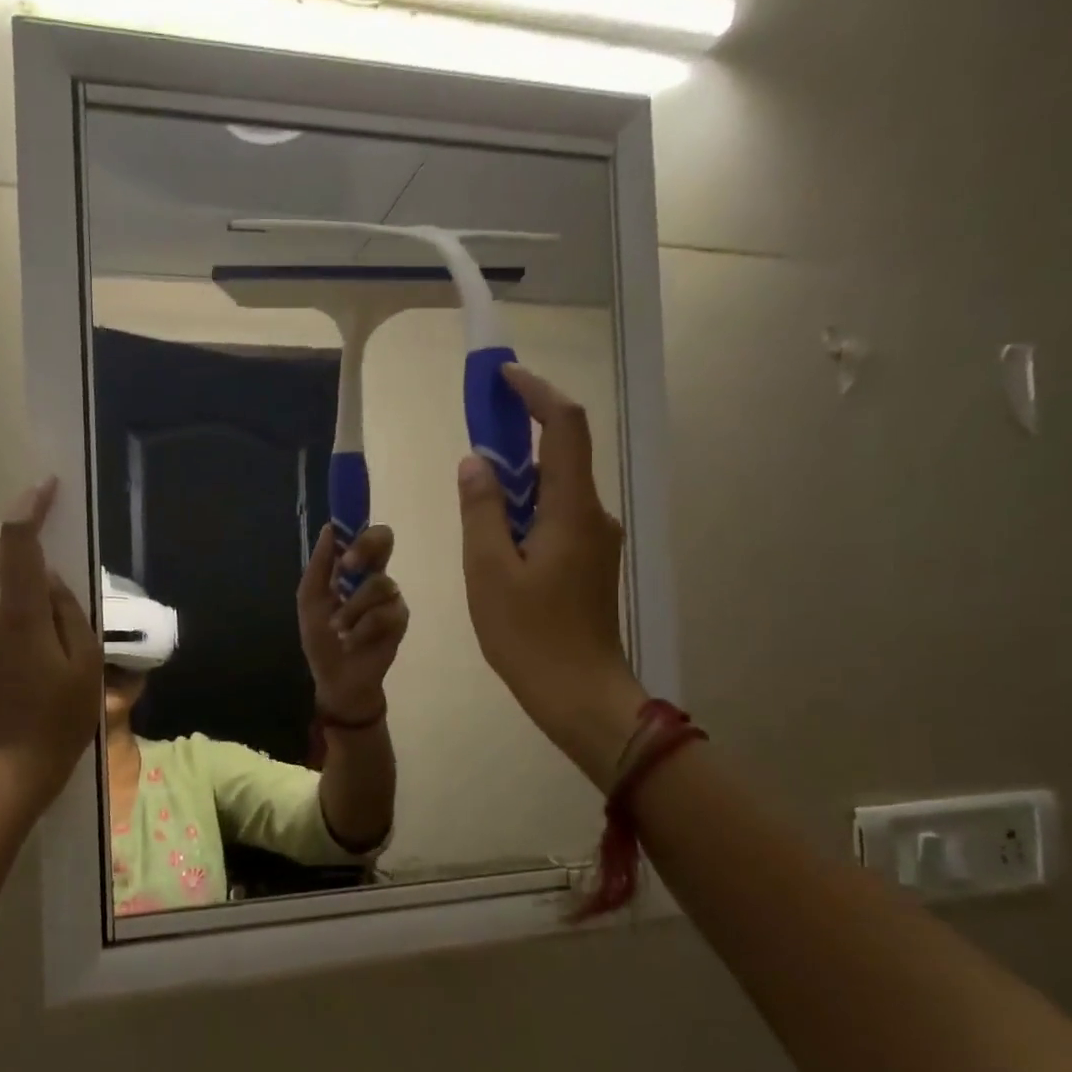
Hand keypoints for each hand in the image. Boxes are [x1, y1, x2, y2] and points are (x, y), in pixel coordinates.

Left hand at [0, 479, 102, 803]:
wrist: (10, 766)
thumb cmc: (60, 716)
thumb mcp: (84, 661)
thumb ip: (65, 609)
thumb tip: (45, 576)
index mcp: (20, 611)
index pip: (18, 540)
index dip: (30, 505)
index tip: (46, 487)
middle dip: (12, 535)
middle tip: (38, 543)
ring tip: (13, 576)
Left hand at [297, 523, 409, 723]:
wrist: (336, 677)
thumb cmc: (321, 638)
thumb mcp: (310, 600)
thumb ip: (319, 566)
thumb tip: (329, 528)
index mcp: (352, 568)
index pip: (363, 534)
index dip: (357, 529)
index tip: (340, 543)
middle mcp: (375, 575)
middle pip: (385, 540)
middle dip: (365, 549)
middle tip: (346, 569)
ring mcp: (390, 597)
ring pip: (379, 584)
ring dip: (352, 609)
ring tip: (338, 630)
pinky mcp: (400, 620)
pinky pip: (384, 614)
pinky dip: (362, 629)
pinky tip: (352, 641)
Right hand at [457, 363, 647, 787]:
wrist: (580, 695)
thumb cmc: (529, 635)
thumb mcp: (488, 571)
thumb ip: (481, 509)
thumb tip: (475, 462)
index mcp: (572, 510)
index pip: (564, 427)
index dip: (536, 393)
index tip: (502, 377)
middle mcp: (594, 515)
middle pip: (562, 454)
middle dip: (522, 432)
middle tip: (477, 428)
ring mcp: (596, 541)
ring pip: (557, 490)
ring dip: (519, 476)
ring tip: (476, 490)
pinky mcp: (590, 564)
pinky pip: (557, 518)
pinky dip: (526, 508)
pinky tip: (496, 536)